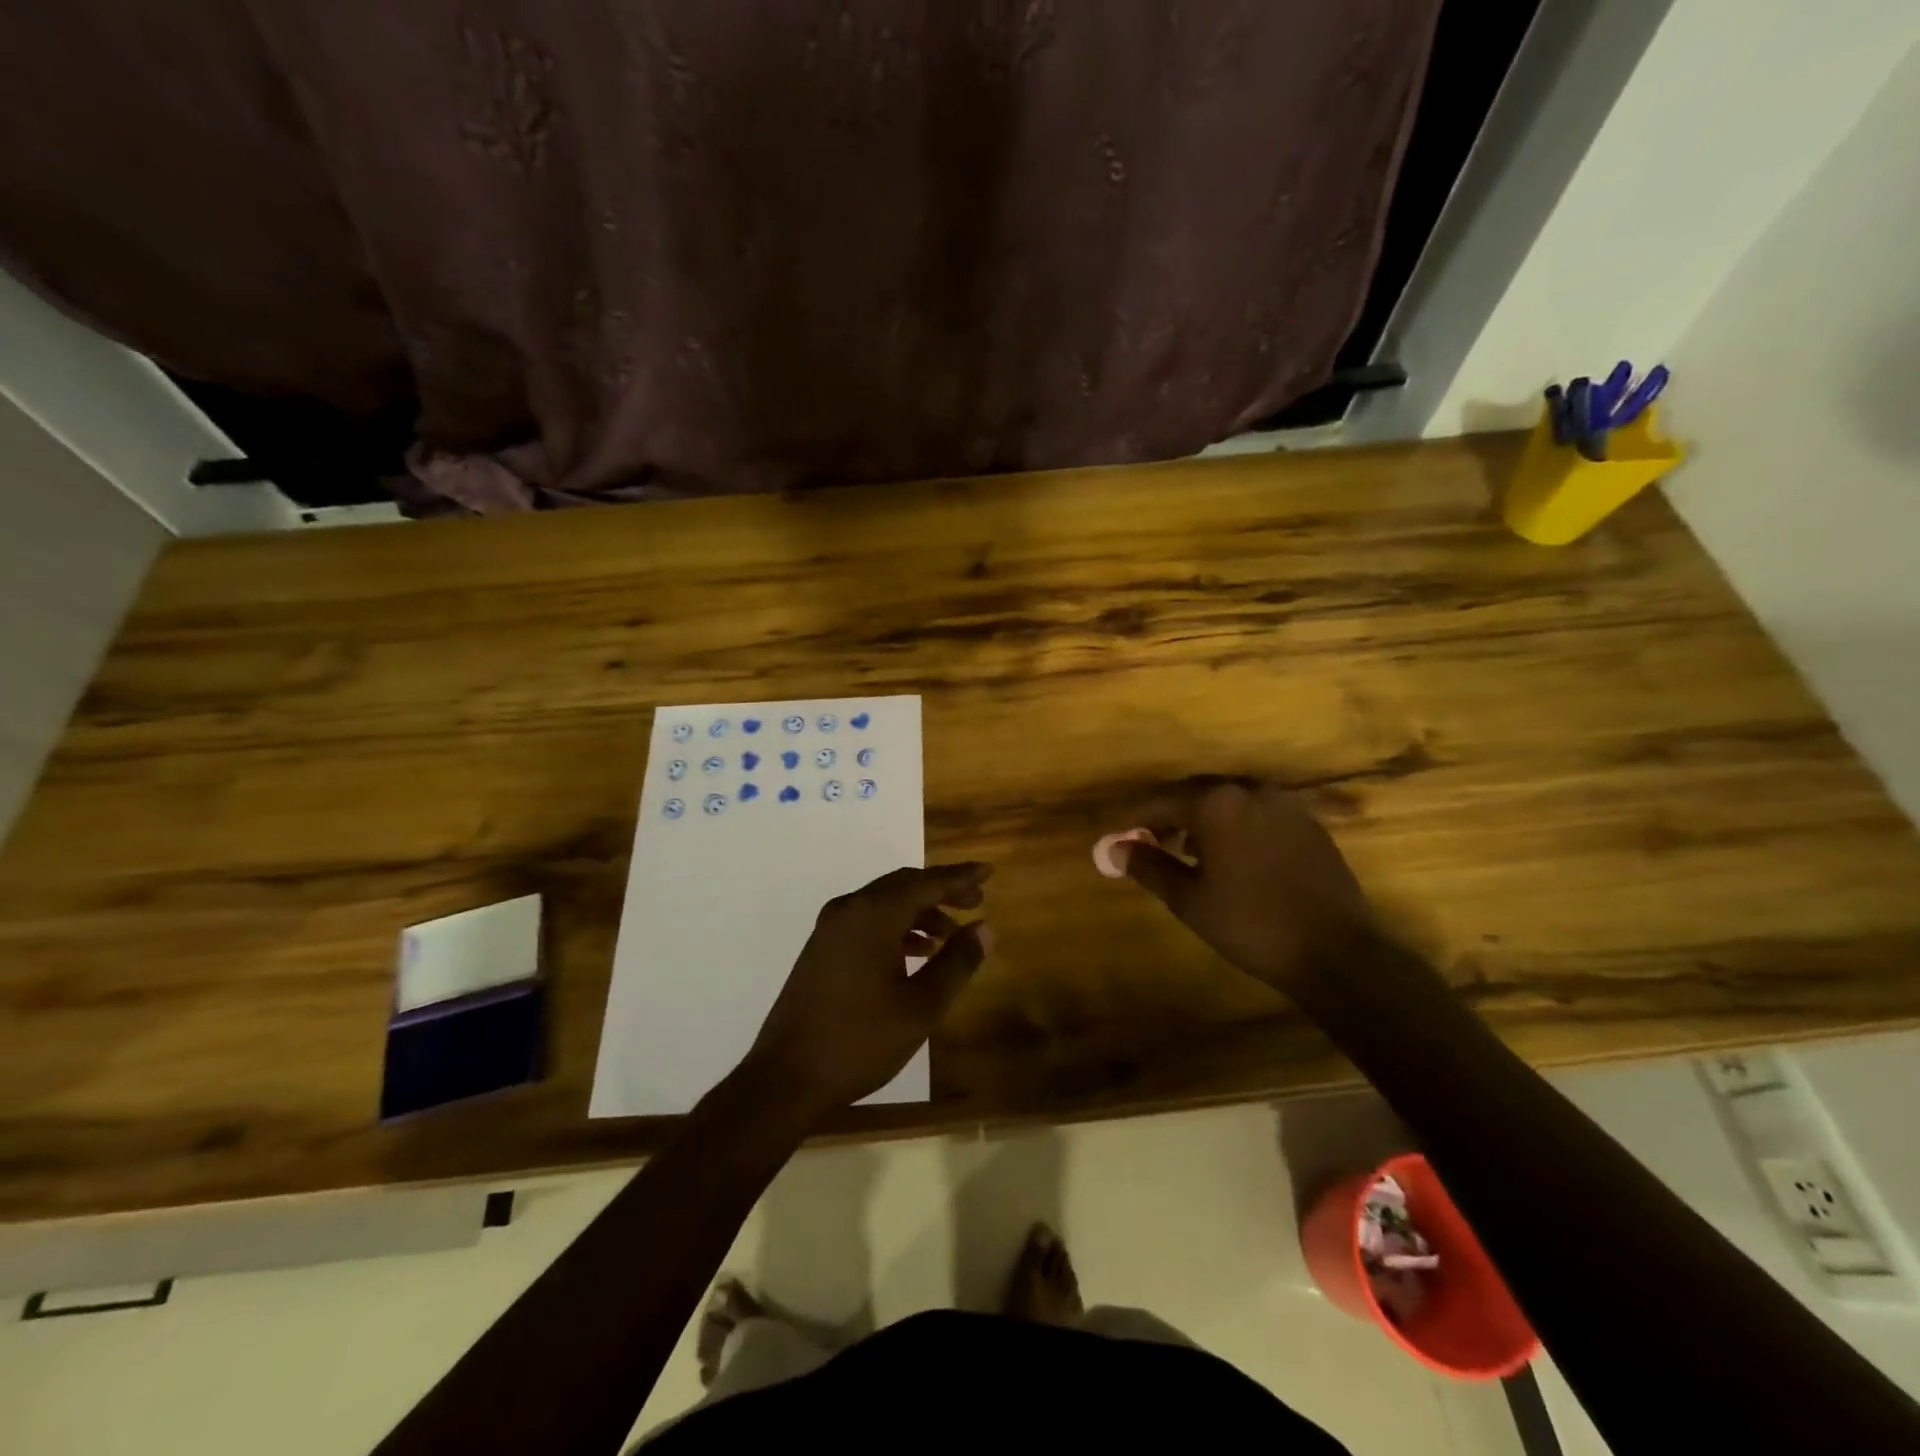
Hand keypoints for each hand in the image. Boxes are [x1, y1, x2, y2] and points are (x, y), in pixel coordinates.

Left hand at [742, 864, 991, 1120]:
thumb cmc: (859, 1041)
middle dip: (941, 891)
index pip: (925, 882)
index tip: (987, 872)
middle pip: (903, 885)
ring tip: (950, 935)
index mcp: (873, 915)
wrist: (785, 1079)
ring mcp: (830, 928)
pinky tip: (916, 953)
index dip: (959, 877)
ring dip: (919, 911)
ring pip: (884, 903)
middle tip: (975, 902)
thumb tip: (985, 928)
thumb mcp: (921, 1006)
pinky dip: (896, 927)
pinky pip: (867, 921)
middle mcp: (849, 909)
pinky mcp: (821, 948)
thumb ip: (957, 962)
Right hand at [1101, 778, 1375, 993]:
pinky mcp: (1309, 823)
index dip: (1136, 819)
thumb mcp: (1189, 899)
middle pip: (1196, 793)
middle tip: (1151, 842)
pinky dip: (1237, 826)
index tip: (1120, 837)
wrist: (1337, 951)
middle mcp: (1250, 790)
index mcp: (1217, 803)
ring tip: (1190, 852)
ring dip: (1204, 820)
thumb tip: (1115, 848)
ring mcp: (1285, 804)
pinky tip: (1234, 858)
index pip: (1161, 801)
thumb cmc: (1251, 924)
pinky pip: (1259, 814)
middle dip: (1170, 815)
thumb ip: (1149, 866)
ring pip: (1230, 802)